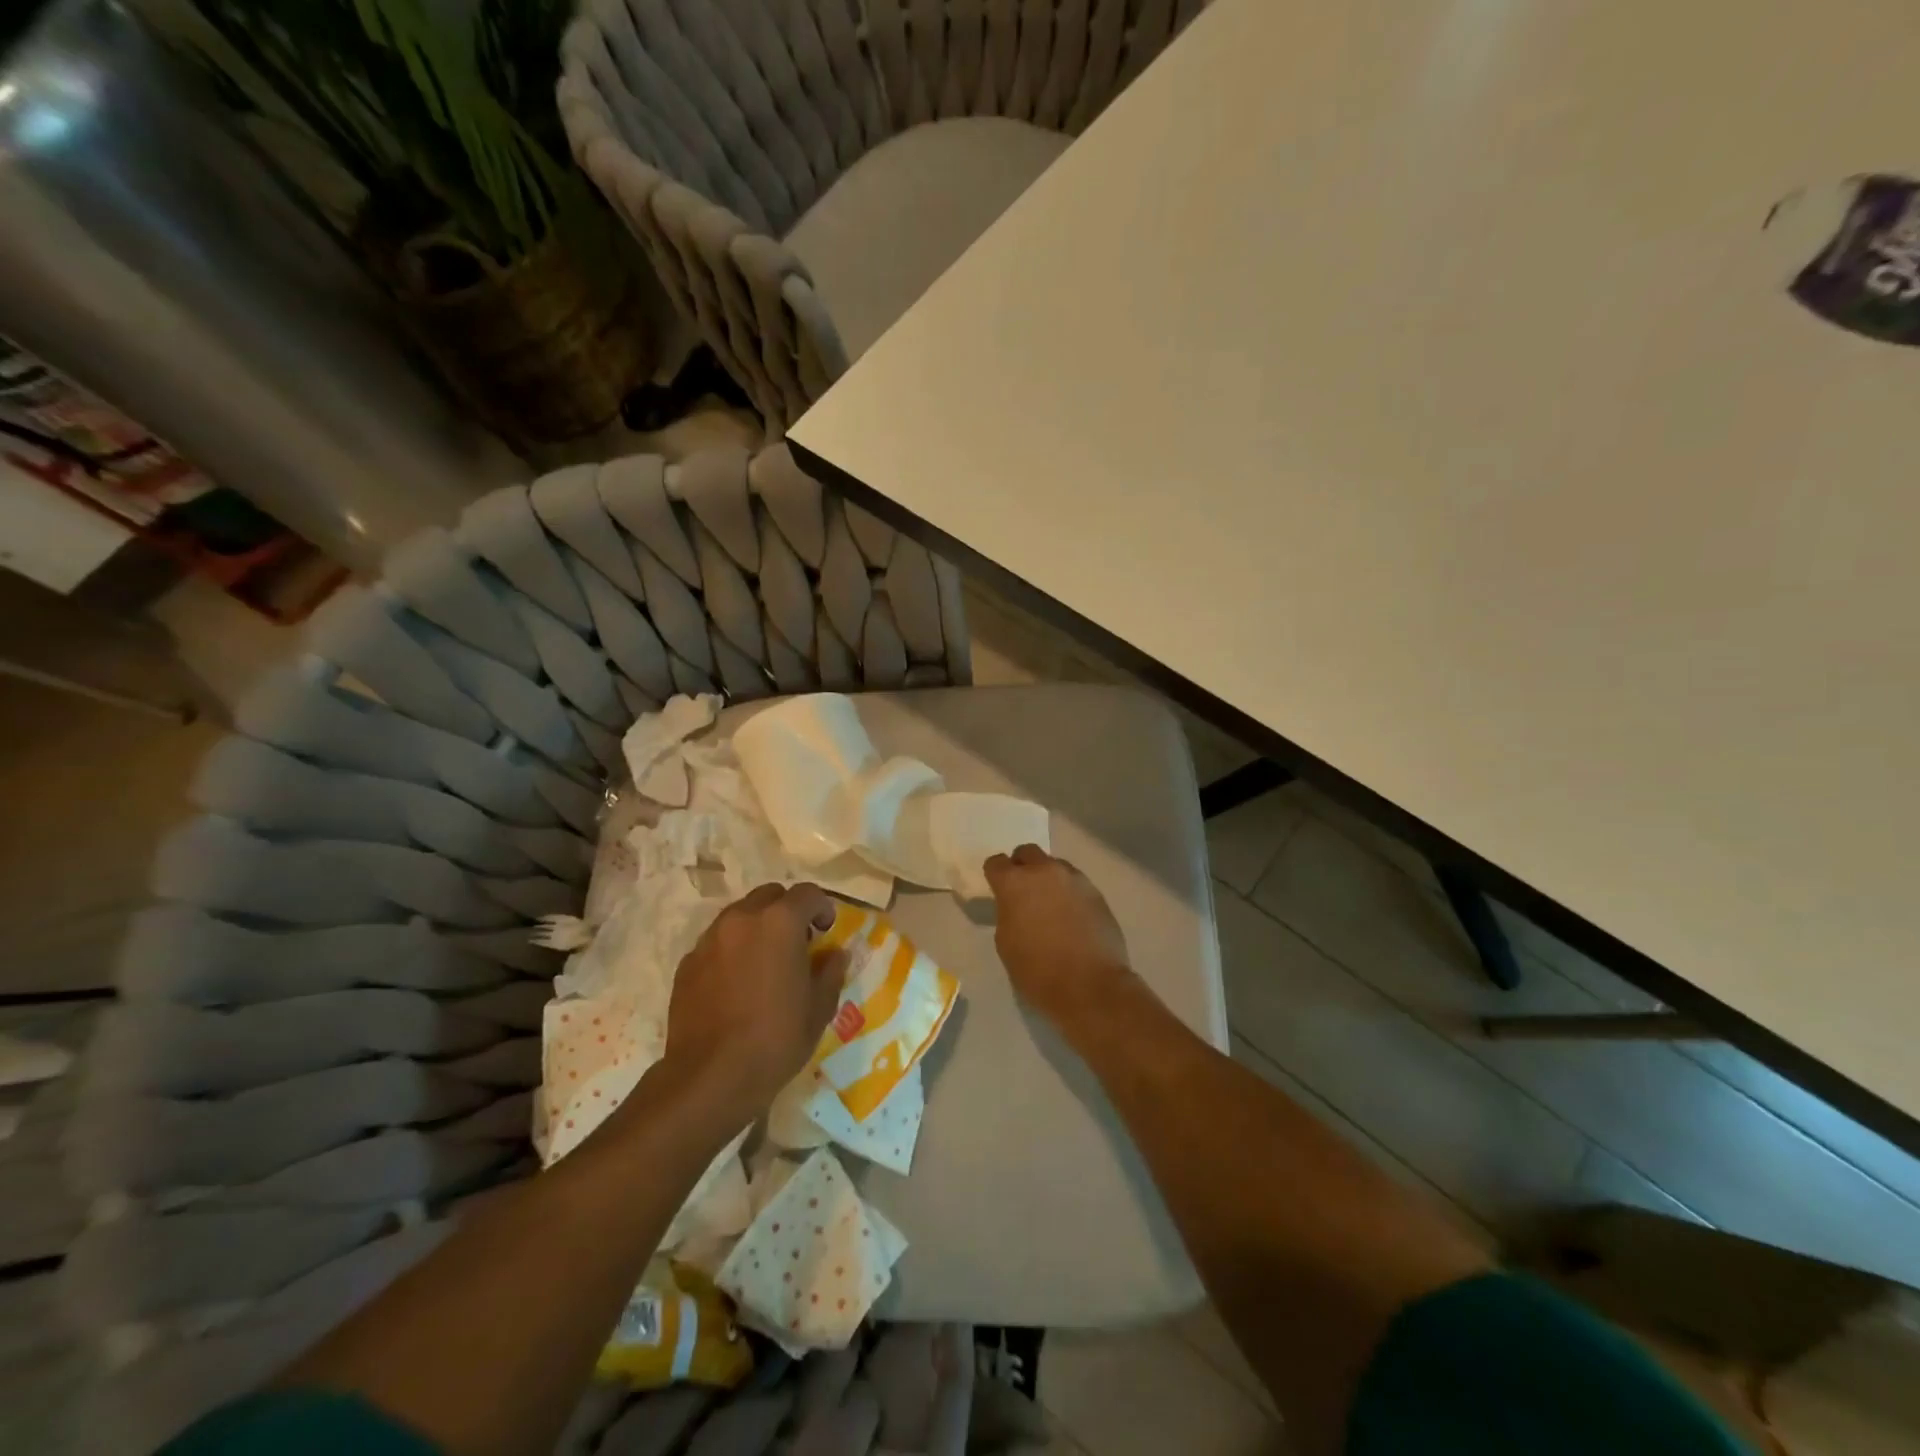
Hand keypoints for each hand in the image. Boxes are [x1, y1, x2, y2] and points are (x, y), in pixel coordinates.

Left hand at [662, 882, 841, 1126]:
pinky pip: (717, 942)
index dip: (822, 907)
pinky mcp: (687, 963)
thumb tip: (836, 954)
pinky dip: (732, 950)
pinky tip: (737, 984)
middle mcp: (742, 919)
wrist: (709, 1078)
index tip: (826, 931)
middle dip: (787, 911)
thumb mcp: (819, 1008)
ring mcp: (709, 939)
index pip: (807, 893)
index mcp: (780, 922)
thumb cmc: (776, 1039)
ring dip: (757, 928)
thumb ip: (830, 971)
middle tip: (796, 943)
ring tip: (765, 963)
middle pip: (769, 896)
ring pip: (739, 916)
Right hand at [983, 844, 1134, 1028]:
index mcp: (1015, 883)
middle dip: (1022, 866)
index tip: (997, 889)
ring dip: (1048, 878)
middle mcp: (1044, 871)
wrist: (1090, 986)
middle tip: (1023, 891)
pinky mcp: (1096, 892)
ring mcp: (1074, 879)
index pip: (996, 863)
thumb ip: (1007, 913)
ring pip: (1055, 865)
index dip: (994, 875)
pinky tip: (1071, 916)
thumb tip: (1015, 905)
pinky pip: (1075, 883)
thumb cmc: (1038, 971)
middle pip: (1027, 853)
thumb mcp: (1006, 943)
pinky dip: (1068, 893)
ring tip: (1050, 905)